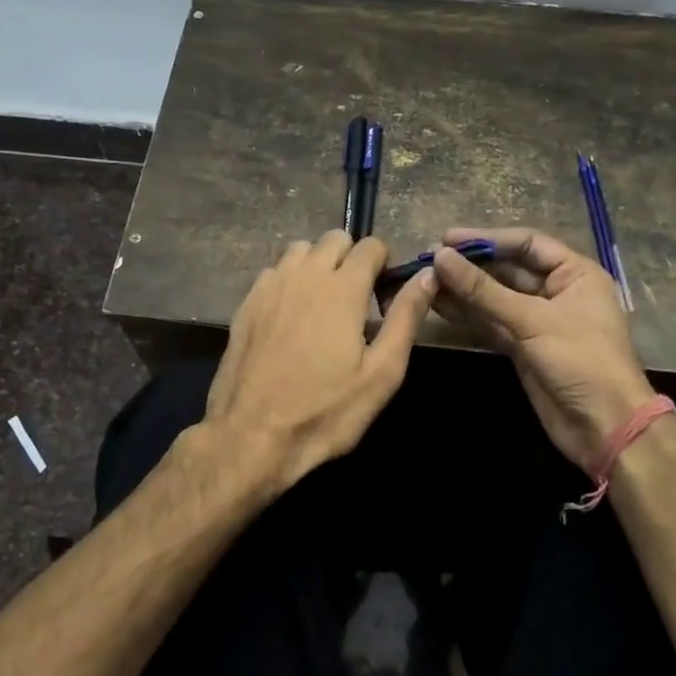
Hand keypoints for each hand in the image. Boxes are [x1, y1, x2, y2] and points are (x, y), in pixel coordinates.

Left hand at [205, 230, 435, 497]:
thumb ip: (406, 318)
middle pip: (334, 238)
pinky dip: (290, 280)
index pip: (371, 246)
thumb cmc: (325, 411)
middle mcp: (305, 274)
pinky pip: (275, 272)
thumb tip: (428, 275)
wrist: (251, 436)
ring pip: (300, 250)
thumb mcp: (381, 373)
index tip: (384, 295)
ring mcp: (270, 286)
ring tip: (323, 304)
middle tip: (357, 300)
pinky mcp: (246, 303)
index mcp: (342, 288)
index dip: (384, 264)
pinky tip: (292, 317)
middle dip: (352, 258)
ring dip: (318, 264)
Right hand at [431, 227, 659, 472]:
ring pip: (496, 297)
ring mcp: (540, 321)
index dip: (487, 239)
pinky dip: (469, 315)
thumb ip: (483, 290)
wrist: (604, 426)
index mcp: (575, 273)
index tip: (447, 239)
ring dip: (464, 290)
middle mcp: (558, 291)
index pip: (527, 244)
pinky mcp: (524, 347)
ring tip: (426, 281)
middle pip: (509, 269)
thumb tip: (440, 257)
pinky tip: (439, 305)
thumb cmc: (580, 360)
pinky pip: (492, 323)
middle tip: (430, 260)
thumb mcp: (532, 320)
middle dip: (471, 265)